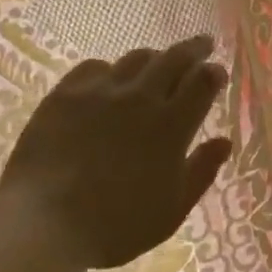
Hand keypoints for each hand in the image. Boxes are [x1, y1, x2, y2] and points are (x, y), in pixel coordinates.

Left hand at [0, 35, 233, 269]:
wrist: (47, 222)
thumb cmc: (118, 226)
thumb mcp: (173, 209)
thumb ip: (201, 171)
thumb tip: (224, 141)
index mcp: (171, 126)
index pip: (202, 83)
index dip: (213, 73)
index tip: (217, 73)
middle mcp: (139, 98)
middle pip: (173, 59)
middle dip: (193, 49)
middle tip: (201, 45)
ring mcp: (99, 92)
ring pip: (134, 59)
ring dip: (154, 58)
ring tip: (157, 62)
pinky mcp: (64, 94)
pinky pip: (93, 67)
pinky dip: (111, 69)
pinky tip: (109, 79)